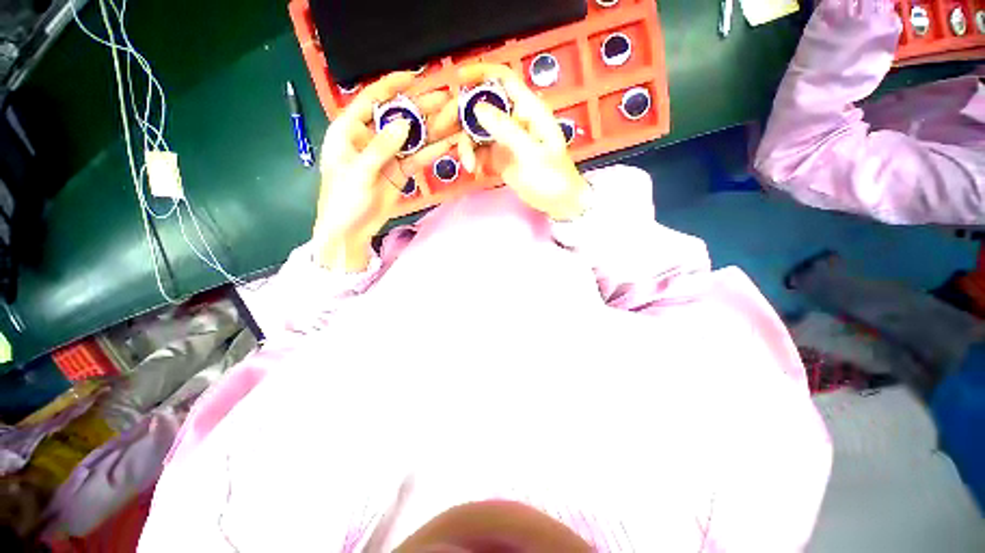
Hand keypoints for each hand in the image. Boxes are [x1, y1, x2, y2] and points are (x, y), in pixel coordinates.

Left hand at [313, 71, 458, 270]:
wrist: (351, 230)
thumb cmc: (344, 199)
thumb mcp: (359, 172)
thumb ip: (381, 148)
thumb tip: (405, 124)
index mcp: (349, 130)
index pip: (371, 100)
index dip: (391, 86)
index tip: (414, 76)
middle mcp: (370, 138)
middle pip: (396, 117)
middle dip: (419, 107)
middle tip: (444, 99)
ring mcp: (387, 155)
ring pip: (411, 138)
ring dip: (430, 129)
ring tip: (452, 118)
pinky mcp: (400, 172)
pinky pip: (417, 158)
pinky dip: (431, 153)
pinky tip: (447, 145)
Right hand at [457, 64, 589, 220]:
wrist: (557, 202)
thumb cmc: (552, 177)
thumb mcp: (530, 154)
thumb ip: (506, 130)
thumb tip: (478, 107)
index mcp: (528, 110)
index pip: (504, 80)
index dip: (481, 74)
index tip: (458, 79)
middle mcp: (514, 119)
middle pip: (482, 105)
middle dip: (461, 116)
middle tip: (443, 131)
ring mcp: (505, 138)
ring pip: (477, 130)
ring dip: (467, 145)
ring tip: (469, 165)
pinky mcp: (499, 155)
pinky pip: (479, 150)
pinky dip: (473, 158)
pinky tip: (474, 170)